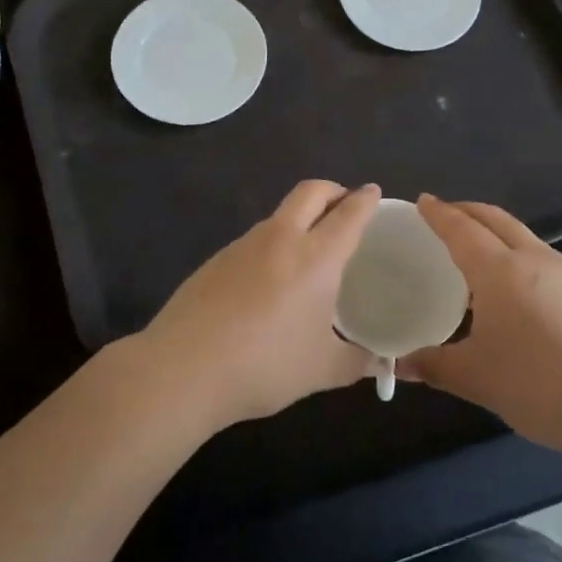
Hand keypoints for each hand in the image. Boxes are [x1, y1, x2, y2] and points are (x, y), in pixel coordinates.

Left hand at [133, 180, 379, 428]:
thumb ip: (356, 362)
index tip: (373, 192)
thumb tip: (379, 363)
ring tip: (310, 250)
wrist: (182, 369)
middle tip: (345, 207)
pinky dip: (273, 244)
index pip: (348, 214)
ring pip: (279, 215)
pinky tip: (271, 281)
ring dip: (300, 218)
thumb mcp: (321, 370)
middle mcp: (280, 239)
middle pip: (310, 192)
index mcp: (315, 257)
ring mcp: (242, 245)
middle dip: (333, 190)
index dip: (365, 200)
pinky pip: (254, 240)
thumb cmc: (264, 365)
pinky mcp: (215, 260)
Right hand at [395, 196, 561, 456]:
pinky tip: (503, 280)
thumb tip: (400, 364)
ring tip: (468, 244)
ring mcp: (561, 274)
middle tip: (441, 214)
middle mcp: (531, 259)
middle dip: (466, 210)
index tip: (422, 200)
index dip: (439, 214)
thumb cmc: (536, 383)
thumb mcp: (475, 377)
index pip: (461, 229)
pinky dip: (509, 249)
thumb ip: (434, 365)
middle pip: (494, 219)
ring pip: (518, 234)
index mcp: (499, 269)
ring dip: (490, 228)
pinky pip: (534, 253)